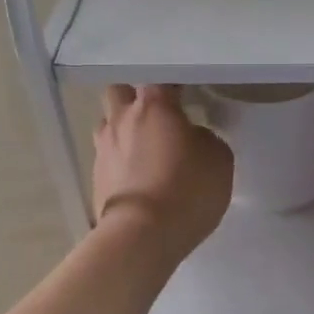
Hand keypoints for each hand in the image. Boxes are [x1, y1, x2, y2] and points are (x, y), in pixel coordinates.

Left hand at [93, 85, 232, 260]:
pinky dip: (119, 161)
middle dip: (134, 98)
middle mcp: (122, 119)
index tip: (184, 96)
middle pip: (119, 92)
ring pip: (107, 124)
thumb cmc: (187, 190)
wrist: (142, 235)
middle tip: (155, 117)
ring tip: (143, 149)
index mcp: (153, 106)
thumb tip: (192, 137)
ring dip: (122, 130)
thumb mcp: (219, 160)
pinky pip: (107, 157)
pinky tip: (136, 177)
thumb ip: (206, 139)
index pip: (159, 78)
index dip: (172, 85)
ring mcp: (103, 148)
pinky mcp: (95, 177)